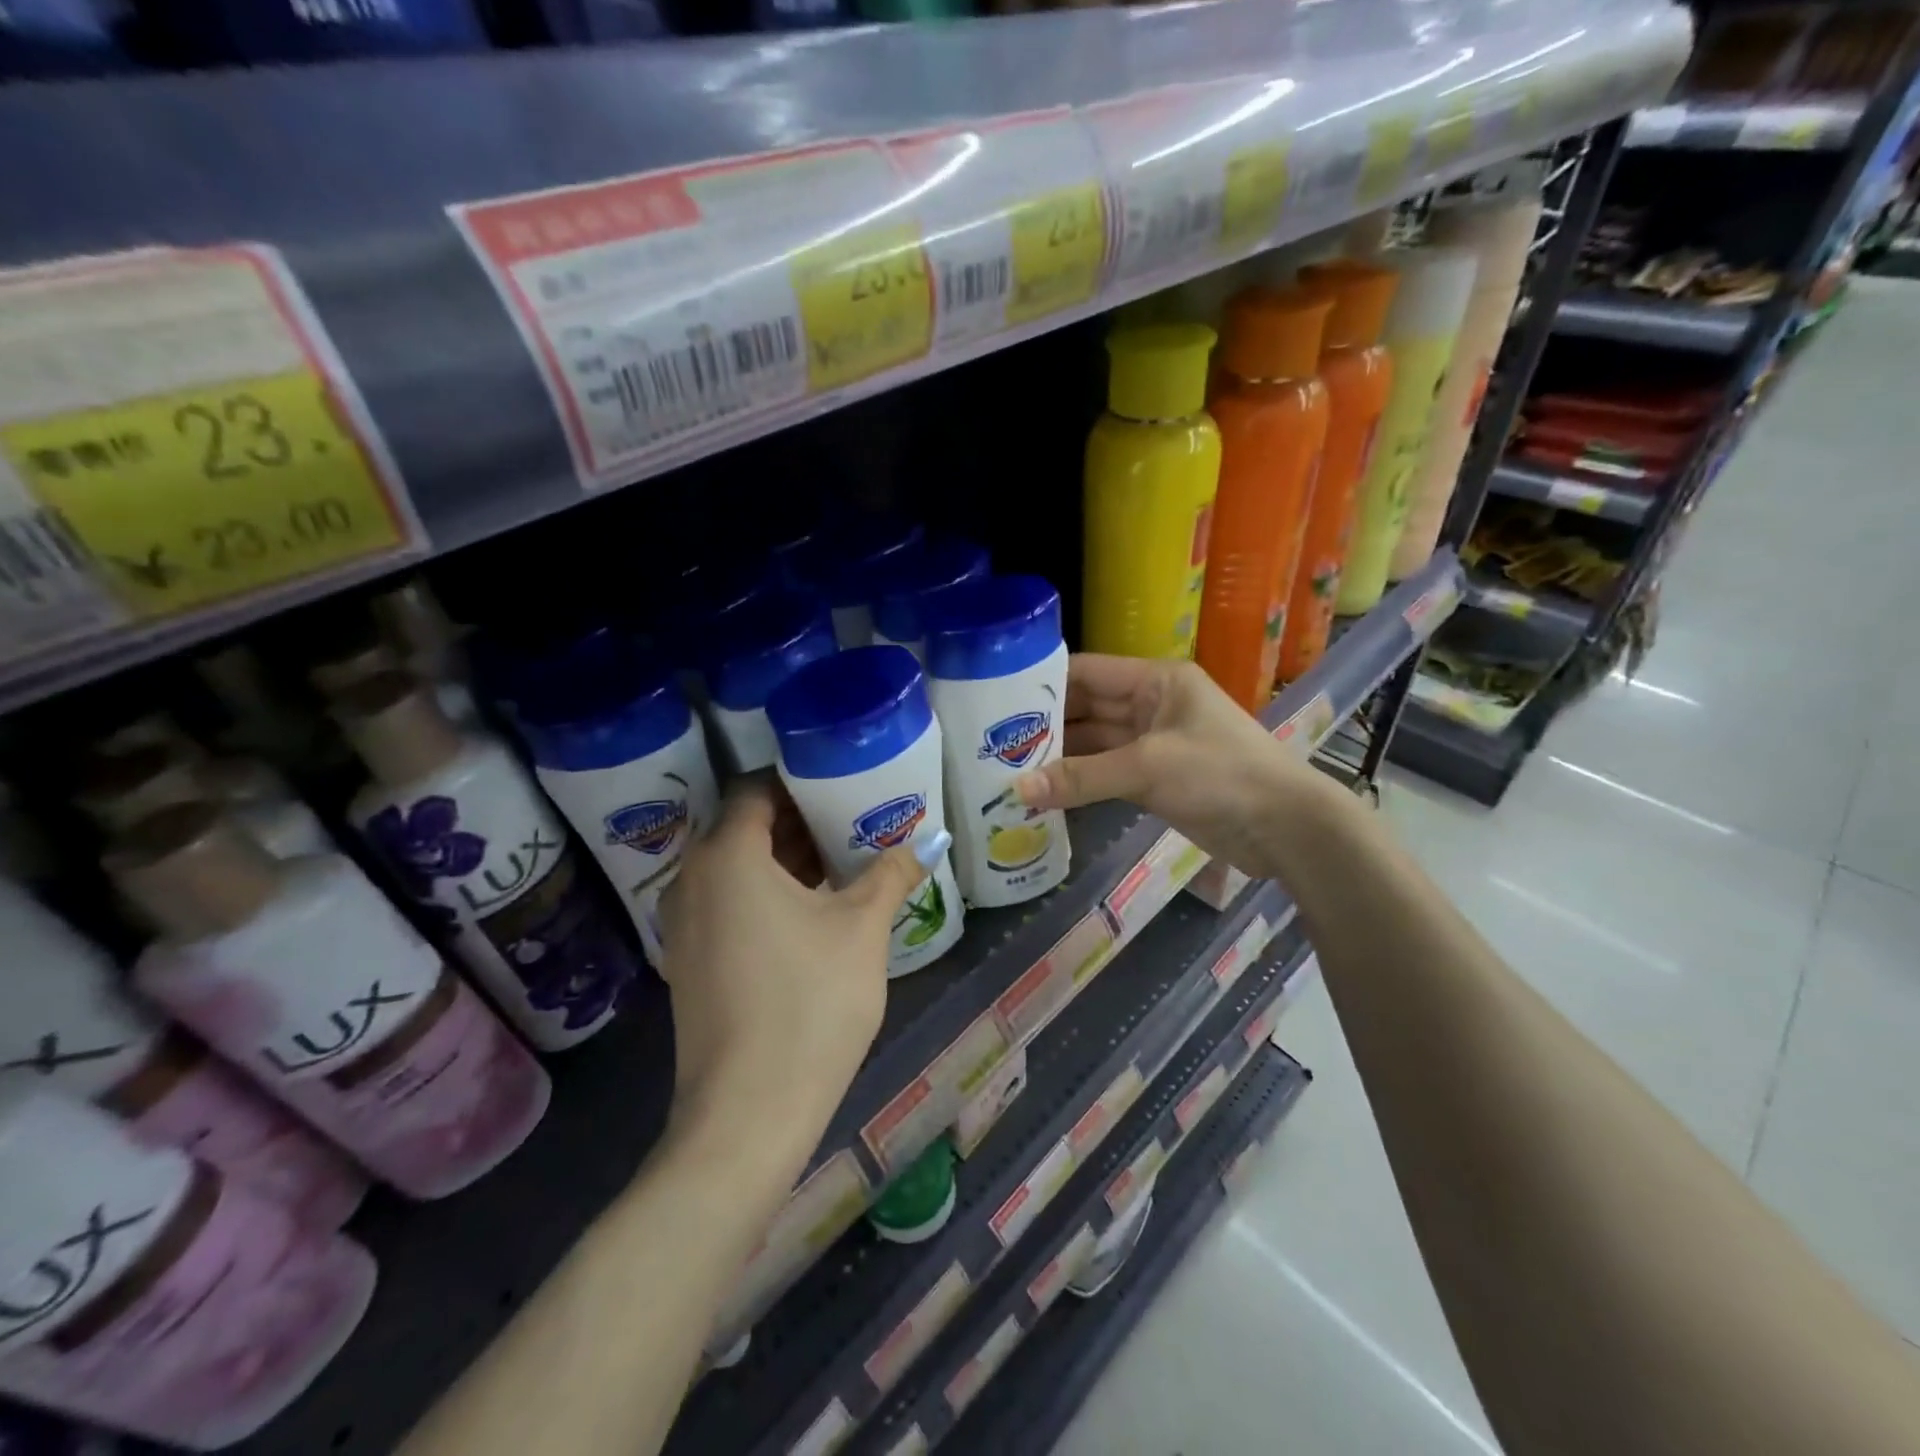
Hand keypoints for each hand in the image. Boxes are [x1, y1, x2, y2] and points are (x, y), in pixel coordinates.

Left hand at [657, 776, 930, 1142]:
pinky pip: (728, 903)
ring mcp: (684, 924)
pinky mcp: (690, 962)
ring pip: (736, 868)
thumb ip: (892, 873)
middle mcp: (692, 879)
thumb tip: (930, 839)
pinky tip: (813, 909)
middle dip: (799, 819)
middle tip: (853, 817)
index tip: (842, 782)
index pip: (756, 789)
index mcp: (727, 856)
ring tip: (842, 859)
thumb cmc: (809, 1002)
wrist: (748, 1114)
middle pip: (745, 827)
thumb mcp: (861, 929)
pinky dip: (765, 893)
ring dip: (784, 858)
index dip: (799, 780)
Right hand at [1013, 655, 1326, 872]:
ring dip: (1058, 757)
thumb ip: (1082, 778)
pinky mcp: (1154, 779)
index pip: (1086, 672)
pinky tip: (1043, 792)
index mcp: (1155, 681)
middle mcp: (1150, 705)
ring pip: (1093, 744)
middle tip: (991, 741)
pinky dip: (1078, 782)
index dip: (1043, 682)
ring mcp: (1152, 743)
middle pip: (1086, 708)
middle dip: (1045, 725)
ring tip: (1006, 767)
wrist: (1285, 827)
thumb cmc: (1221, 775)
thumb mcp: (1148, 768)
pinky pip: (1105, 773)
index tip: (996, 699)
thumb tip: (1018, 790)